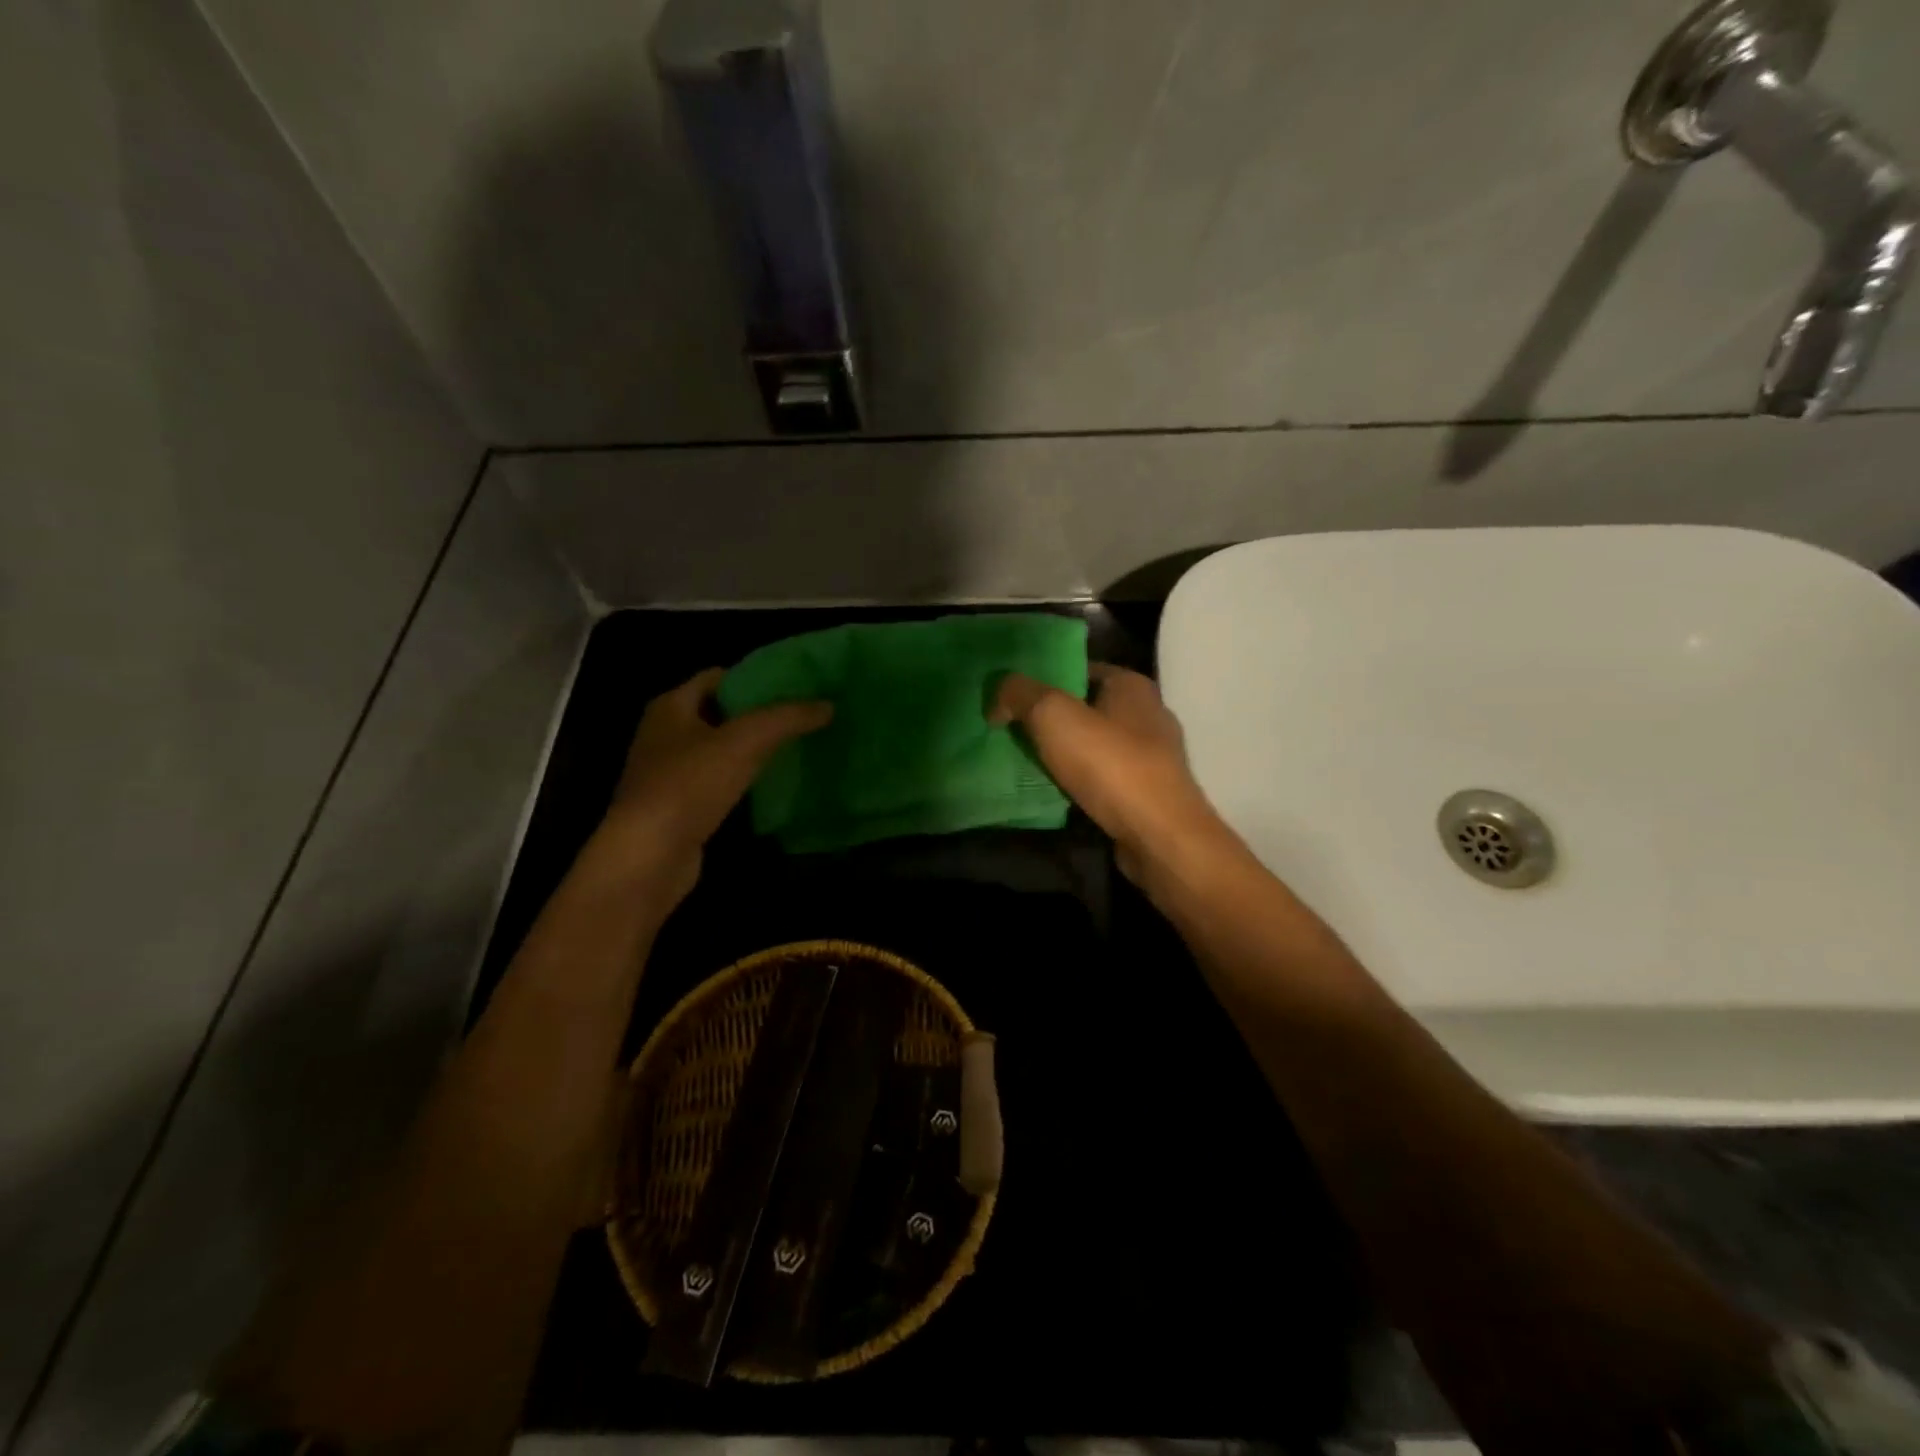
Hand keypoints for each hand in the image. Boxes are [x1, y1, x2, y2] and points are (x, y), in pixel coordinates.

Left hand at [599, 667, 830, 900]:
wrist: (648, 856)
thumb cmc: (689, 785)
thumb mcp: (745, 741)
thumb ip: (787, 718)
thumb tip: (828, 705)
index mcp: (671, 706)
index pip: (717, 676)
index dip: (755, 677)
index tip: (794, 686)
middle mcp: (664, 734)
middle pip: (720, 713)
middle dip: (759, 713)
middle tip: (802, 715)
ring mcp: (669, 773)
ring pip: (720, 750)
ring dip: (753, 748)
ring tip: (797, 746)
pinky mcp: (680, 807)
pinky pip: (718, 782)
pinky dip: (744, 779)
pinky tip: (773, 785)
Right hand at [989, 663, 1228, 883]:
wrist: (1158, 836)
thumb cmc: (1110, 764)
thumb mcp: (1053, 715)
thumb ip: (1019, 694)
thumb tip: (998, 696)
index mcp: (1132, 685)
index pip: (1079, 669)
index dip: (1042, 679)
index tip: (1010, 697)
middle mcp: (1147, 714)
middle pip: (1085, 708)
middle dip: (1048, 719)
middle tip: (1009, 729)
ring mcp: (1152, 757)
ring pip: (1092, 745)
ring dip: (1062, 753)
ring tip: (1023, 762)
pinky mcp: (1147, 793)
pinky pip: (1102, 778)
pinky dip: (1078, 782)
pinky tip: (1053, 792)